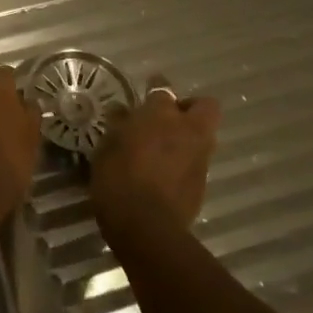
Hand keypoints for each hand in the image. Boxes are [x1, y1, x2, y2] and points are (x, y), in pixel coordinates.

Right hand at [90, 76, 221, 229]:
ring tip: (165, 147)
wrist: (146, 226)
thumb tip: (122, 111)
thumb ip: (118, 126)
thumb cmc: (118, 179)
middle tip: (169, 117)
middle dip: (191, 107)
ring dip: (189, 136)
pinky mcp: (202, 182)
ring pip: (204, 134)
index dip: (155, 86)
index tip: (148, 87)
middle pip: (205, 106)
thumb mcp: (107, 148)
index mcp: (160, 115)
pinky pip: (197, 161)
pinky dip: (186, 161)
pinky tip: (165, 172)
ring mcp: (199, 157)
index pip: (162, 89)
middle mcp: (187, 130)